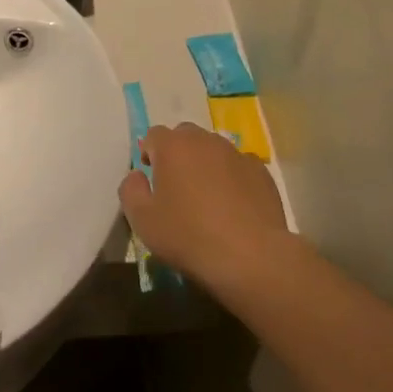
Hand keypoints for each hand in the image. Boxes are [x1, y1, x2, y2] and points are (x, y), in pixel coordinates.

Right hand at [119, 124, 287, 290]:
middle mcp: (205, 141)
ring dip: (206, 164)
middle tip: (177, 186)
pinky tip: (234, 205)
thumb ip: (130, 190)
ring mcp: (237, 154)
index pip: (154, 135)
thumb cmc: (188, 236)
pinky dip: (232, 178)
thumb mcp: (142, 220)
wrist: (250, 256)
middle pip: (185, 136)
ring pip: (214, 149)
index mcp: (173, 146)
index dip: (149, 154)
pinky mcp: (262, 172)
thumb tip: (137, 175)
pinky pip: (239, 167)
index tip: (151, 179)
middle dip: (178, 154)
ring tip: (207, 197)